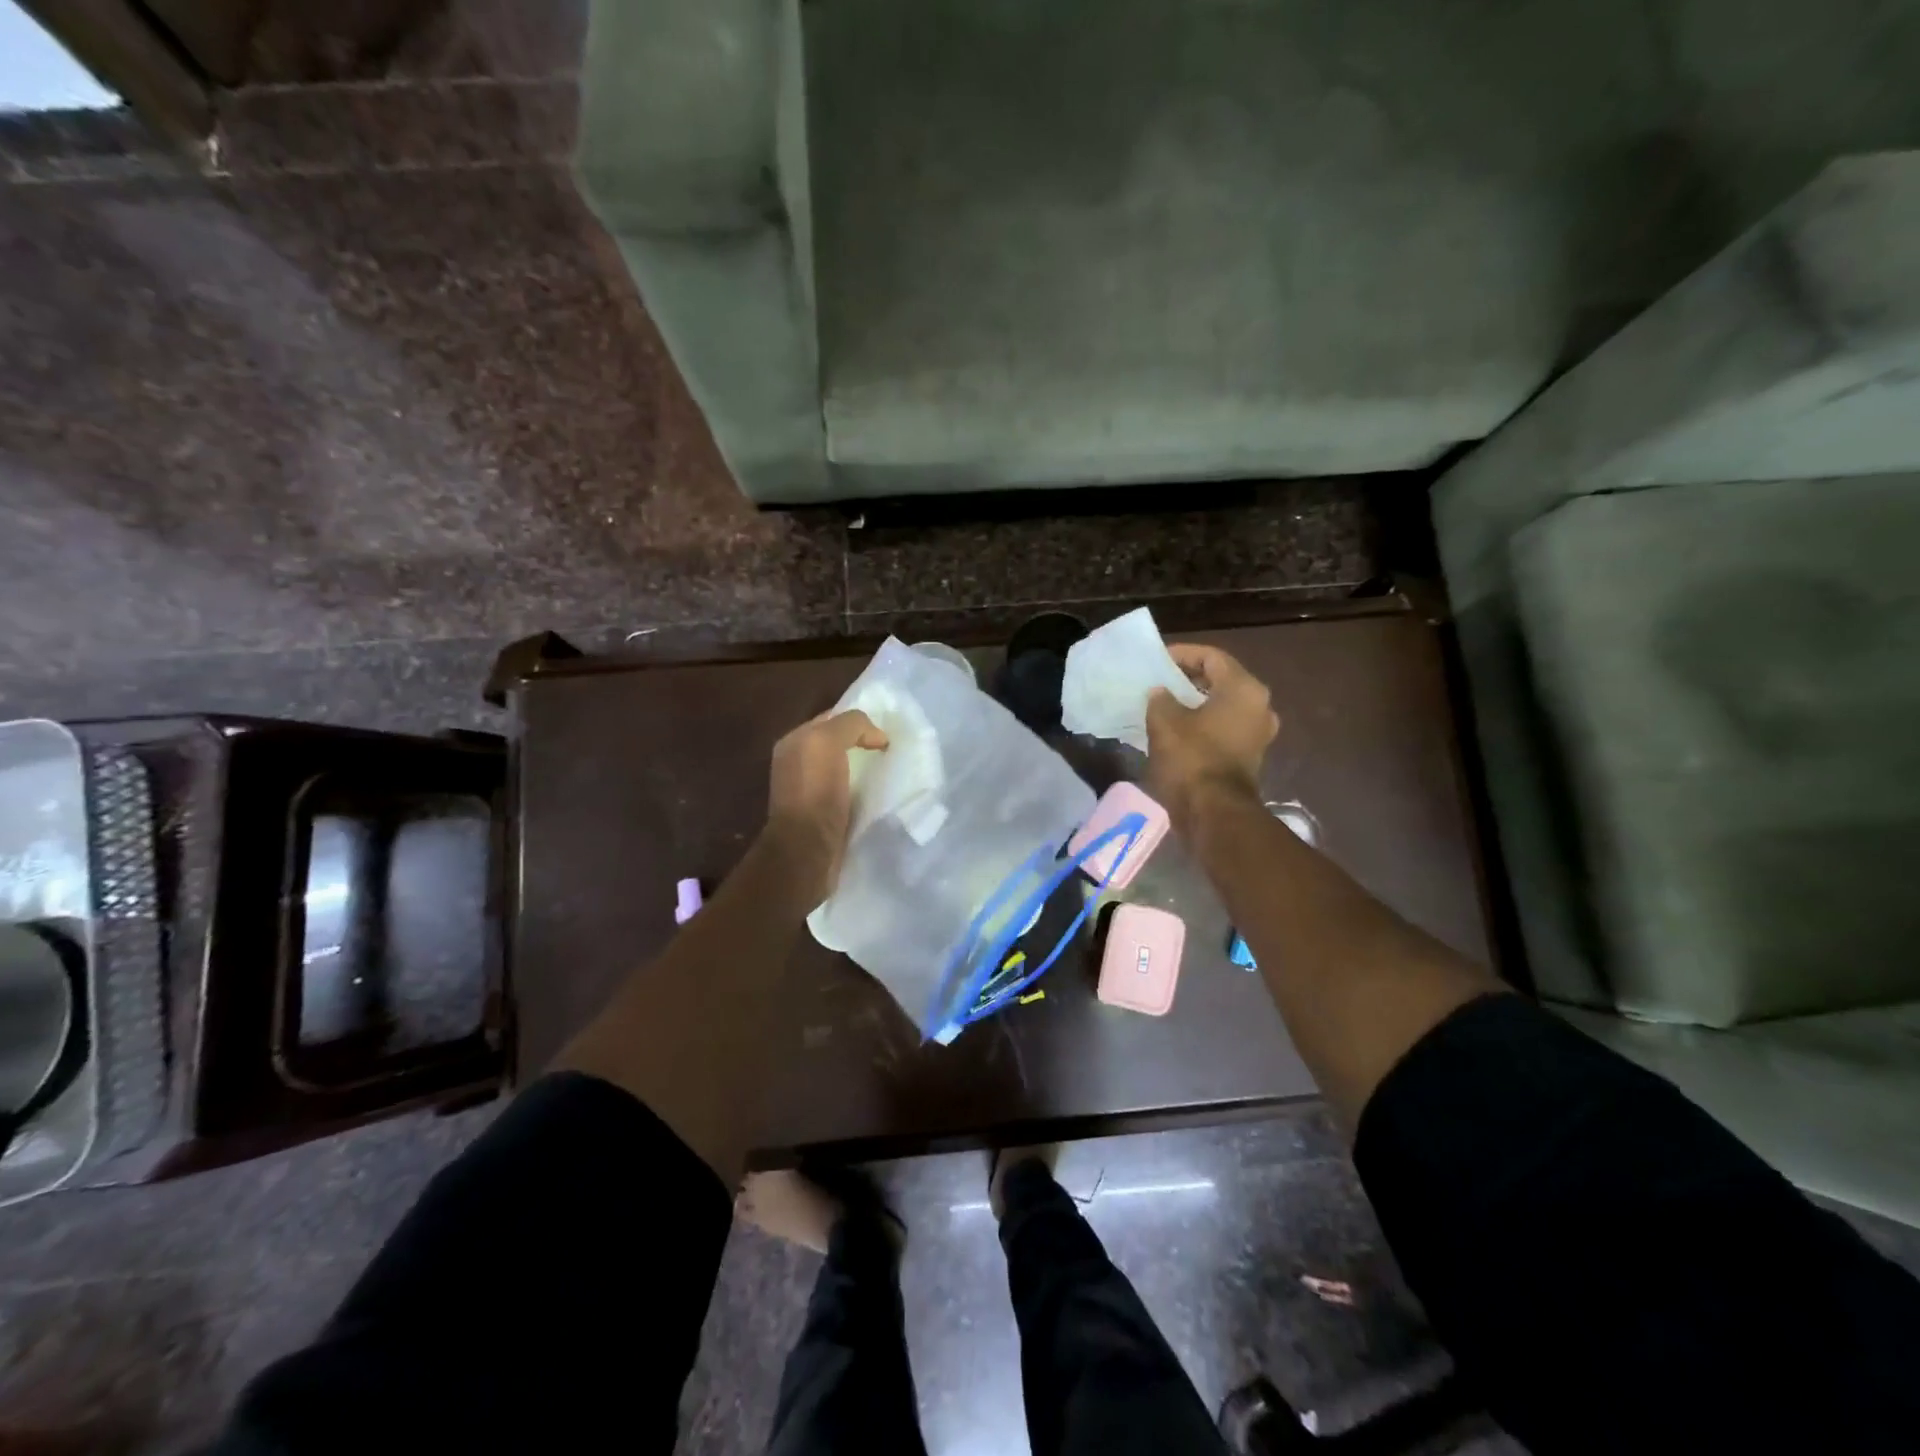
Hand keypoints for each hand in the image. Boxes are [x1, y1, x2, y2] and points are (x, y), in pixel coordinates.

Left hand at [764, 709, 888, 904]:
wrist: (807, 850)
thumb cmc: (815, 791)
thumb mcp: (827, 741)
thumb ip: (851, 724)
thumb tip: (877, 737)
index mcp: (794, 742)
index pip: (832, 718)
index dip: (858, 721)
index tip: (886, 730)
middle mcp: (798, 763)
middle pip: (839, 744)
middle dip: (865, 744)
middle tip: (894, 750)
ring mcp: (810, 791)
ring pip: (846, 769)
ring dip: (867, 770)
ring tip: (893, 772)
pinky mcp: (824, 816)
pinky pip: (850, 793)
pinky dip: (865, 792)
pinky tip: (881, 795)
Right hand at [1145, 643, 1278, 829]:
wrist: (1214, 813)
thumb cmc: (1191, 759)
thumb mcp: (1164, 722)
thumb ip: (1160, 699)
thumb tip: (1161, 693)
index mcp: (1244, 689)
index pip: (1212, 657)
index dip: (1182, 654)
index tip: (1157, 660)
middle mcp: (1259, 706)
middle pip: (1221, 680)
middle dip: (1189, 678)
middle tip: (1159, 680)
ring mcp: (1258, 733)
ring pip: (1223, 705)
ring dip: (1196, 702)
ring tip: (1165, 704)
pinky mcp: (1250, 756)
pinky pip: (1225, 727)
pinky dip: (1203, 723)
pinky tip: (1177, 728)